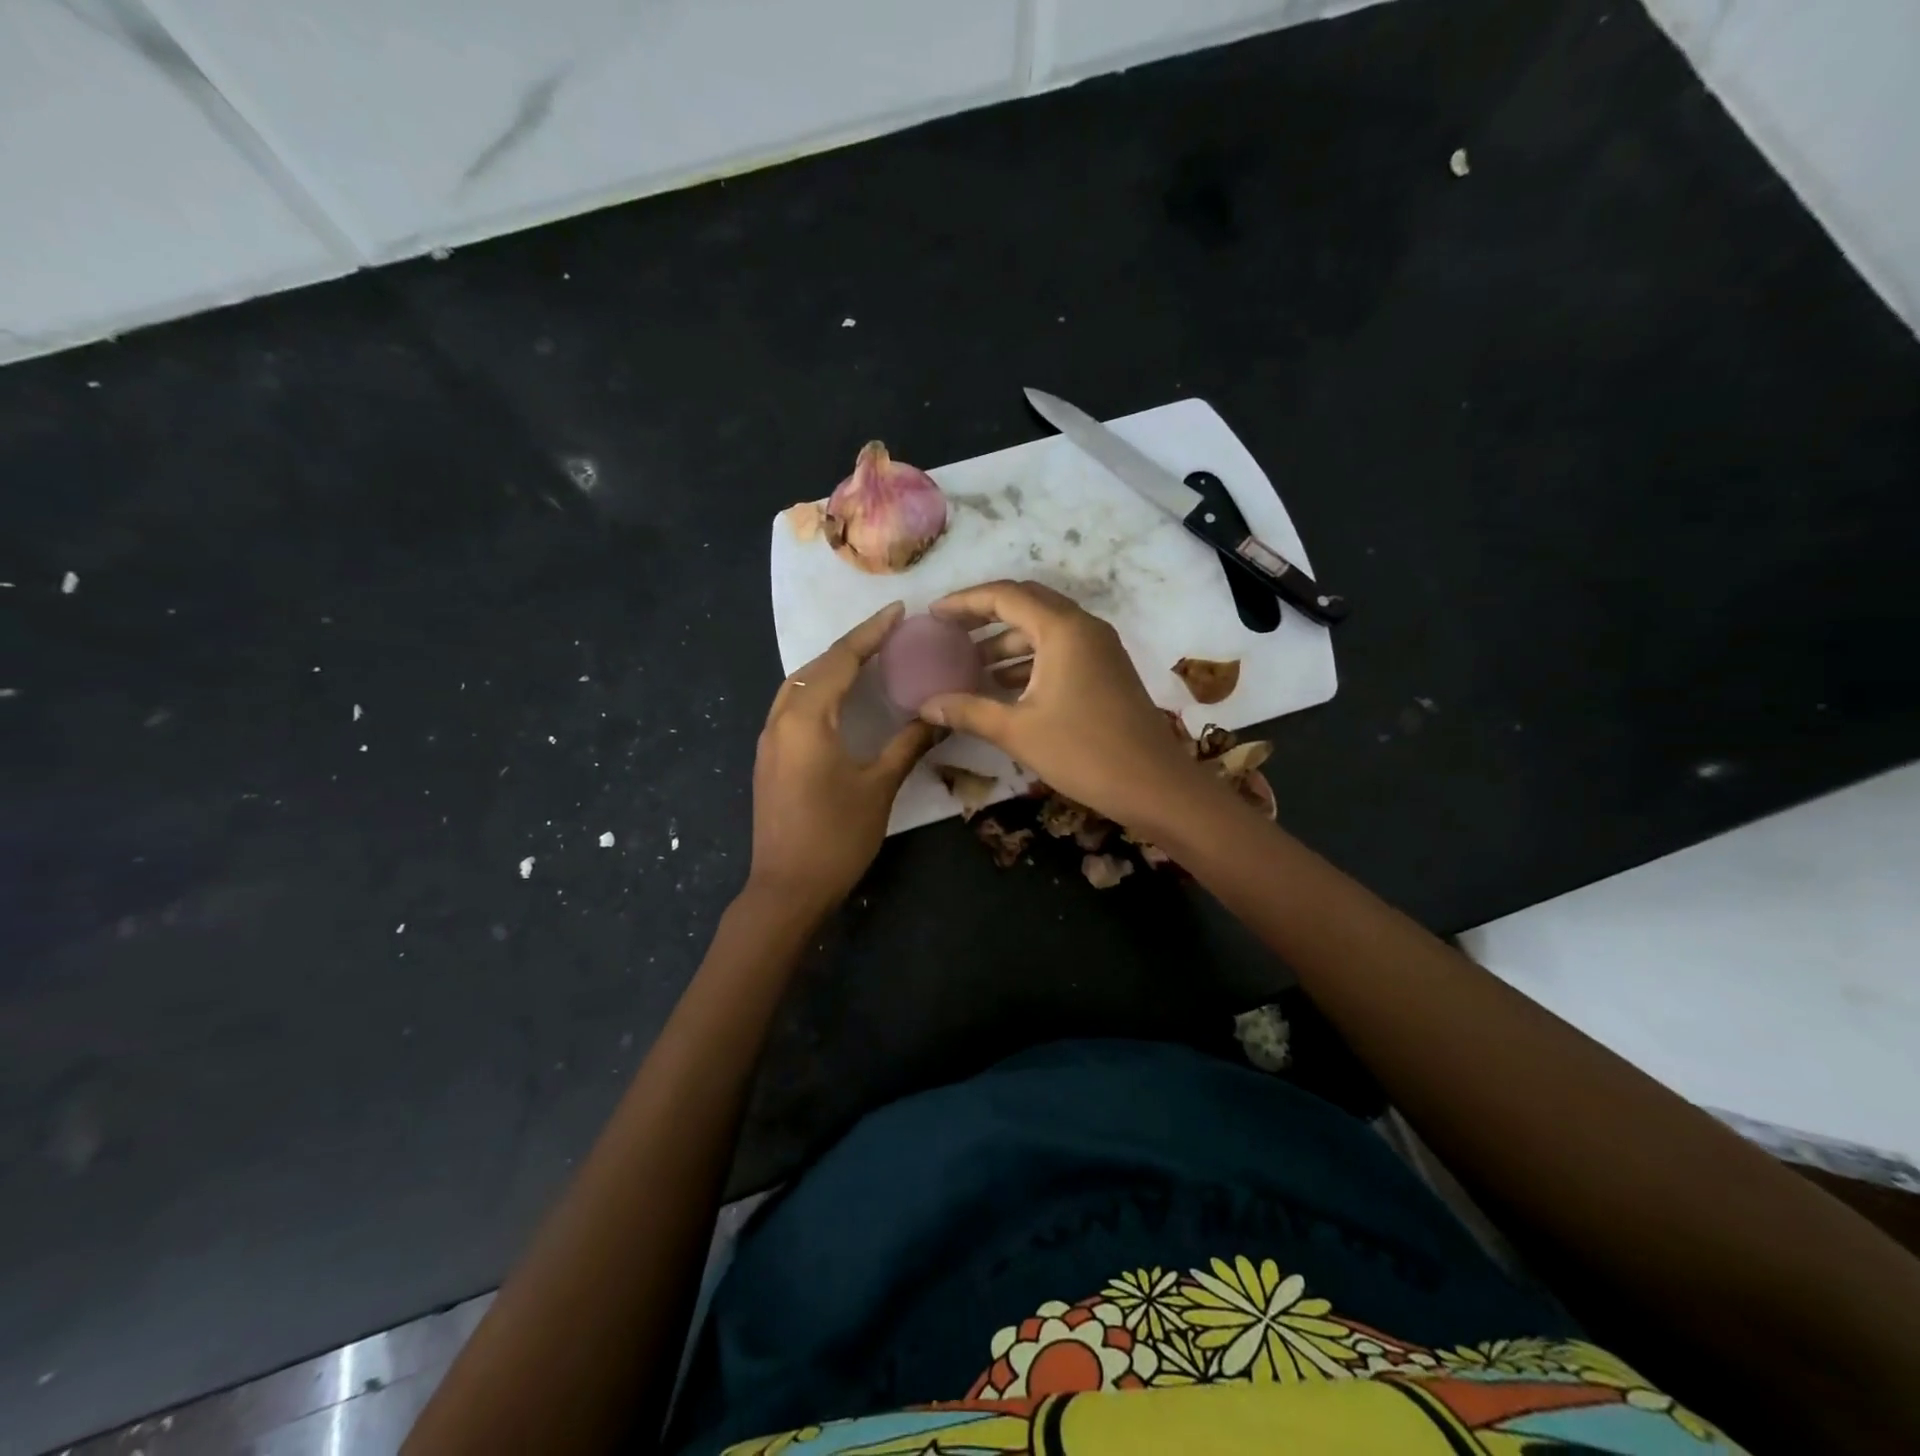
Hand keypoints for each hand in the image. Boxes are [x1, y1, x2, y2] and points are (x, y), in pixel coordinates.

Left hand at [749, 602, 938, 911]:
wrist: (786, 889)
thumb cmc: (836, 837)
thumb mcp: (879, 787)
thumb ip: (908, 744)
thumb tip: (940, 715)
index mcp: (806, 720)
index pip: (840, 661)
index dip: (870, 633)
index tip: (898, 612)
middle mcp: (780, 720)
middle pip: (815, 667)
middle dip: (851, 646)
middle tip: (888, 633)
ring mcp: (769, 740)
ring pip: (798, 685)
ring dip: (830, 666)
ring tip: (867, 658)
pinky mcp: (768, 758)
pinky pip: (792, 706)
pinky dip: (818, 689)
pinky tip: (840, 699)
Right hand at [919, 580, 1206, 830]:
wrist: (1154, 785)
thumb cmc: (1084, 753)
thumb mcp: (1018, 731)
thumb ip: (968, 711)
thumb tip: (925, 706)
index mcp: (1062, 629)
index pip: (1004, 596)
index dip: (964, 602)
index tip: (932, 615)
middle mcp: (1083, 626)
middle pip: (1026, 603)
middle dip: (984, 614)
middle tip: (949, 632)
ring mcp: (1099, 647)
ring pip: (1044, 628)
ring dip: (1006, 640)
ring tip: (968, 664)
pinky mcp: (1106, 669)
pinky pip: (1060, 648)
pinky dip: (1028, 658)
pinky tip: (1002, 685)